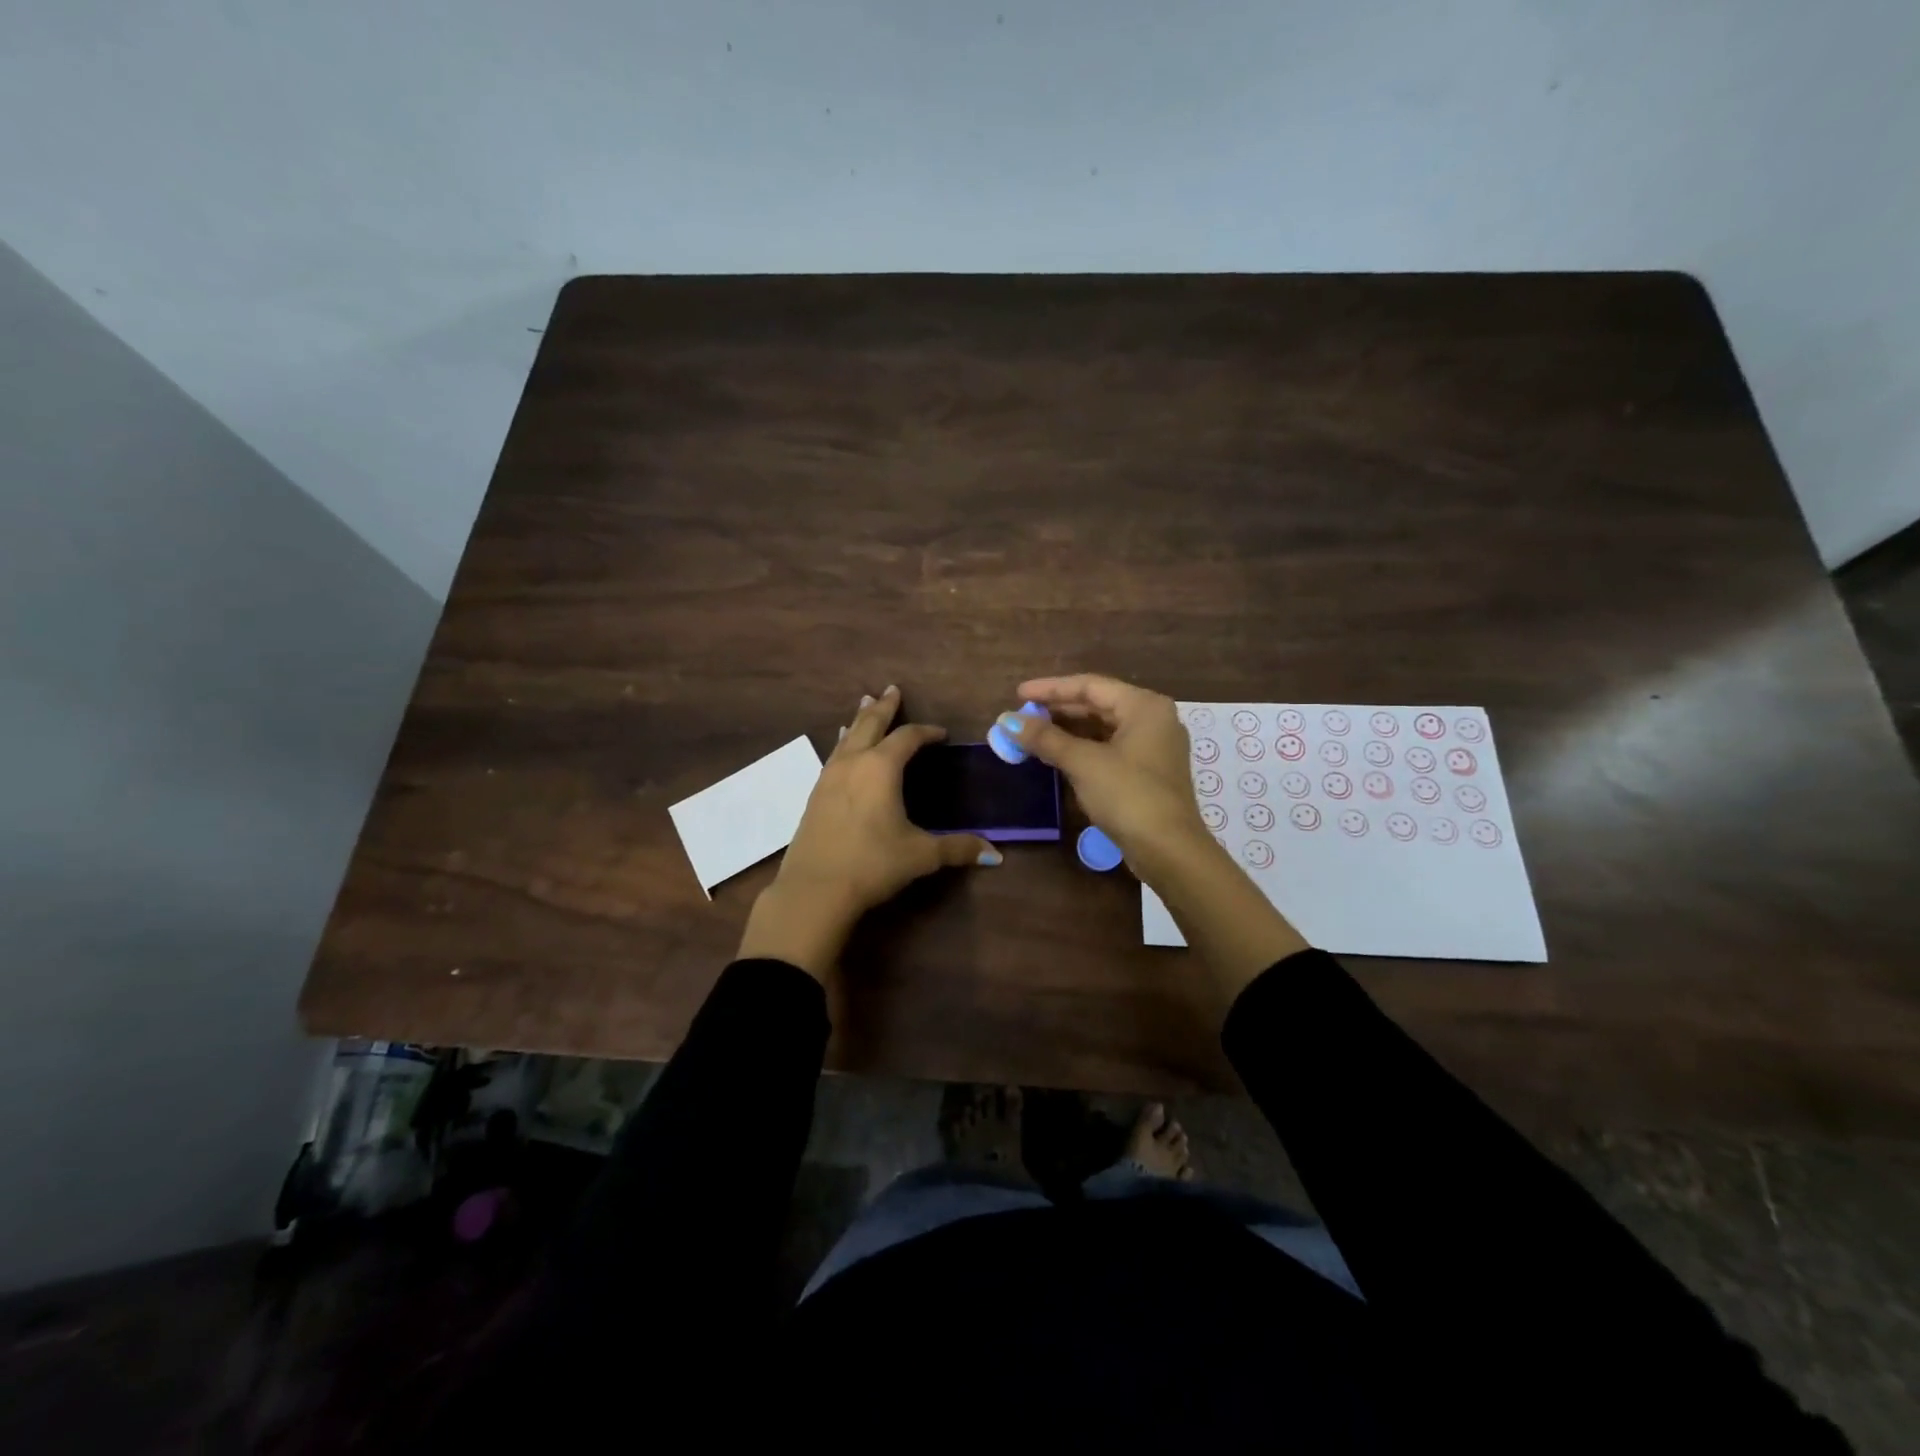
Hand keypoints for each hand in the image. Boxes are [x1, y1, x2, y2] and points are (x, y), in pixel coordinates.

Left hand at [738, 686, 998, 978]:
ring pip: (847, 737)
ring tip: (865, 704)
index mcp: (881, 768)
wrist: (814, 889)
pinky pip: (834, 756)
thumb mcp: (920, 855)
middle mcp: (853, 763)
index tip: (941, 734)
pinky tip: (842, 748)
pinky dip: (844, 743)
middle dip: (884, 707)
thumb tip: (995, 854)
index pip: (908, 738)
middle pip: (870, 724)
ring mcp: (829, 777)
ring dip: (860, 720)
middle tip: (892, 690)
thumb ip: (957, 848)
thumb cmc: (872, 864)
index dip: (926, 732)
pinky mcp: (814, 795)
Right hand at [995, 674, 1208, 877]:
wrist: (1168, 850)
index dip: (1050, 688)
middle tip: (1022, 715)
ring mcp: (1153, 747)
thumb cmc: (1128, 795)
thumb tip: (1006, 721)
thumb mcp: (1083, 763)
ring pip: (1102, 728)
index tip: (1018, 693)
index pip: (1090, 685)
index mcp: (1144, 706)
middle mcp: (1153, 719)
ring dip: (1067, 731)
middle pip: (1097, 704)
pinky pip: (1109, 748)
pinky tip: (1057, 755)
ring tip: (1033, 733)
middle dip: (1057, 710)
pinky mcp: (1148, 772)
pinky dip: (1082, 749)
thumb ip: (1045, 738)